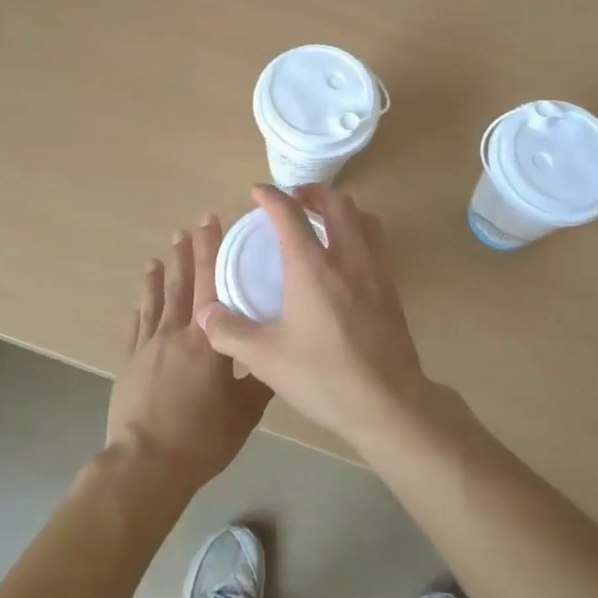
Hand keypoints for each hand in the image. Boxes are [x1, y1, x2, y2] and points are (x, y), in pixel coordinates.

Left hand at [106, 216, 271, 496]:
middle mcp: (177, 332)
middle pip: (181, 283)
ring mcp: (149, 345)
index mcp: (208, 340)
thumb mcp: (246, 412)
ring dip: (159, 275)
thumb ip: (260, 380)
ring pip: (156, 300)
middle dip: (186, 253)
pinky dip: (139, 309)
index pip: (211, 282)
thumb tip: (276, 356)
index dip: (211, 249)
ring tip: (159, 256)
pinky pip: (136, 327)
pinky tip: (138, 300)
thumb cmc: (202, 437)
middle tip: (186, 228)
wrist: (147, 464)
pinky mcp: (130, 362)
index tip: (210, 221)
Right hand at [199, 184, 431, 450]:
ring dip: (340, 208)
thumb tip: (205, 313)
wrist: (389, 405)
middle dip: (313, 192)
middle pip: (336, 204)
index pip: (290, 215)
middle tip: (294, 199)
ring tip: (322, 219)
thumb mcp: (266, 359)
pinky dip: (357, 230)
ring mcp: (375, 271)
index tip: (257, 191)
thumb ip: (230, 332)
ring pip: (363, 218)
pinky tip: (345, 256)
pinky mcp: (391, 289)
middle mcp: (347, 259)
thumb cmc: (324, 377)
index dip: (271, 197)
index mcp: (313, 268)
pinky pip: (375, 241)